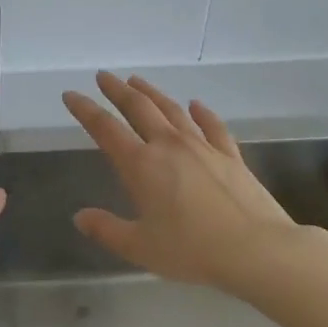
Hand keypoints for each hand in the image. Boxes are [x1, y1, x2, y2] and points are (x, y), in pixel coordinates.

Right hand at [61, 72, 298, 288]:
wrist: (256, 249)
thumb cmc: (192, 250)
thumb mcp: (140, 247)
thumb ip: (107, 229)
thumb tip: (80, 217)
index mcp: (141, 166)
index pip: (105, 129)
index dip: (85, 110)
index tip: (71, 95)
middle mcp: (169, 146)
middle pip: (139, 108)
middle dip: (117, 90)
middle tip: (104, 76)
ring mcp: (203, 146)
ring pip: (172, 110)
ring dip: (152, 93)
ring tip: (138, 81)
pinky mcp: (230, 155)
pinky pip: (213, 125)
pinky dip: (202, 113)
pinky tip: (196, 105)